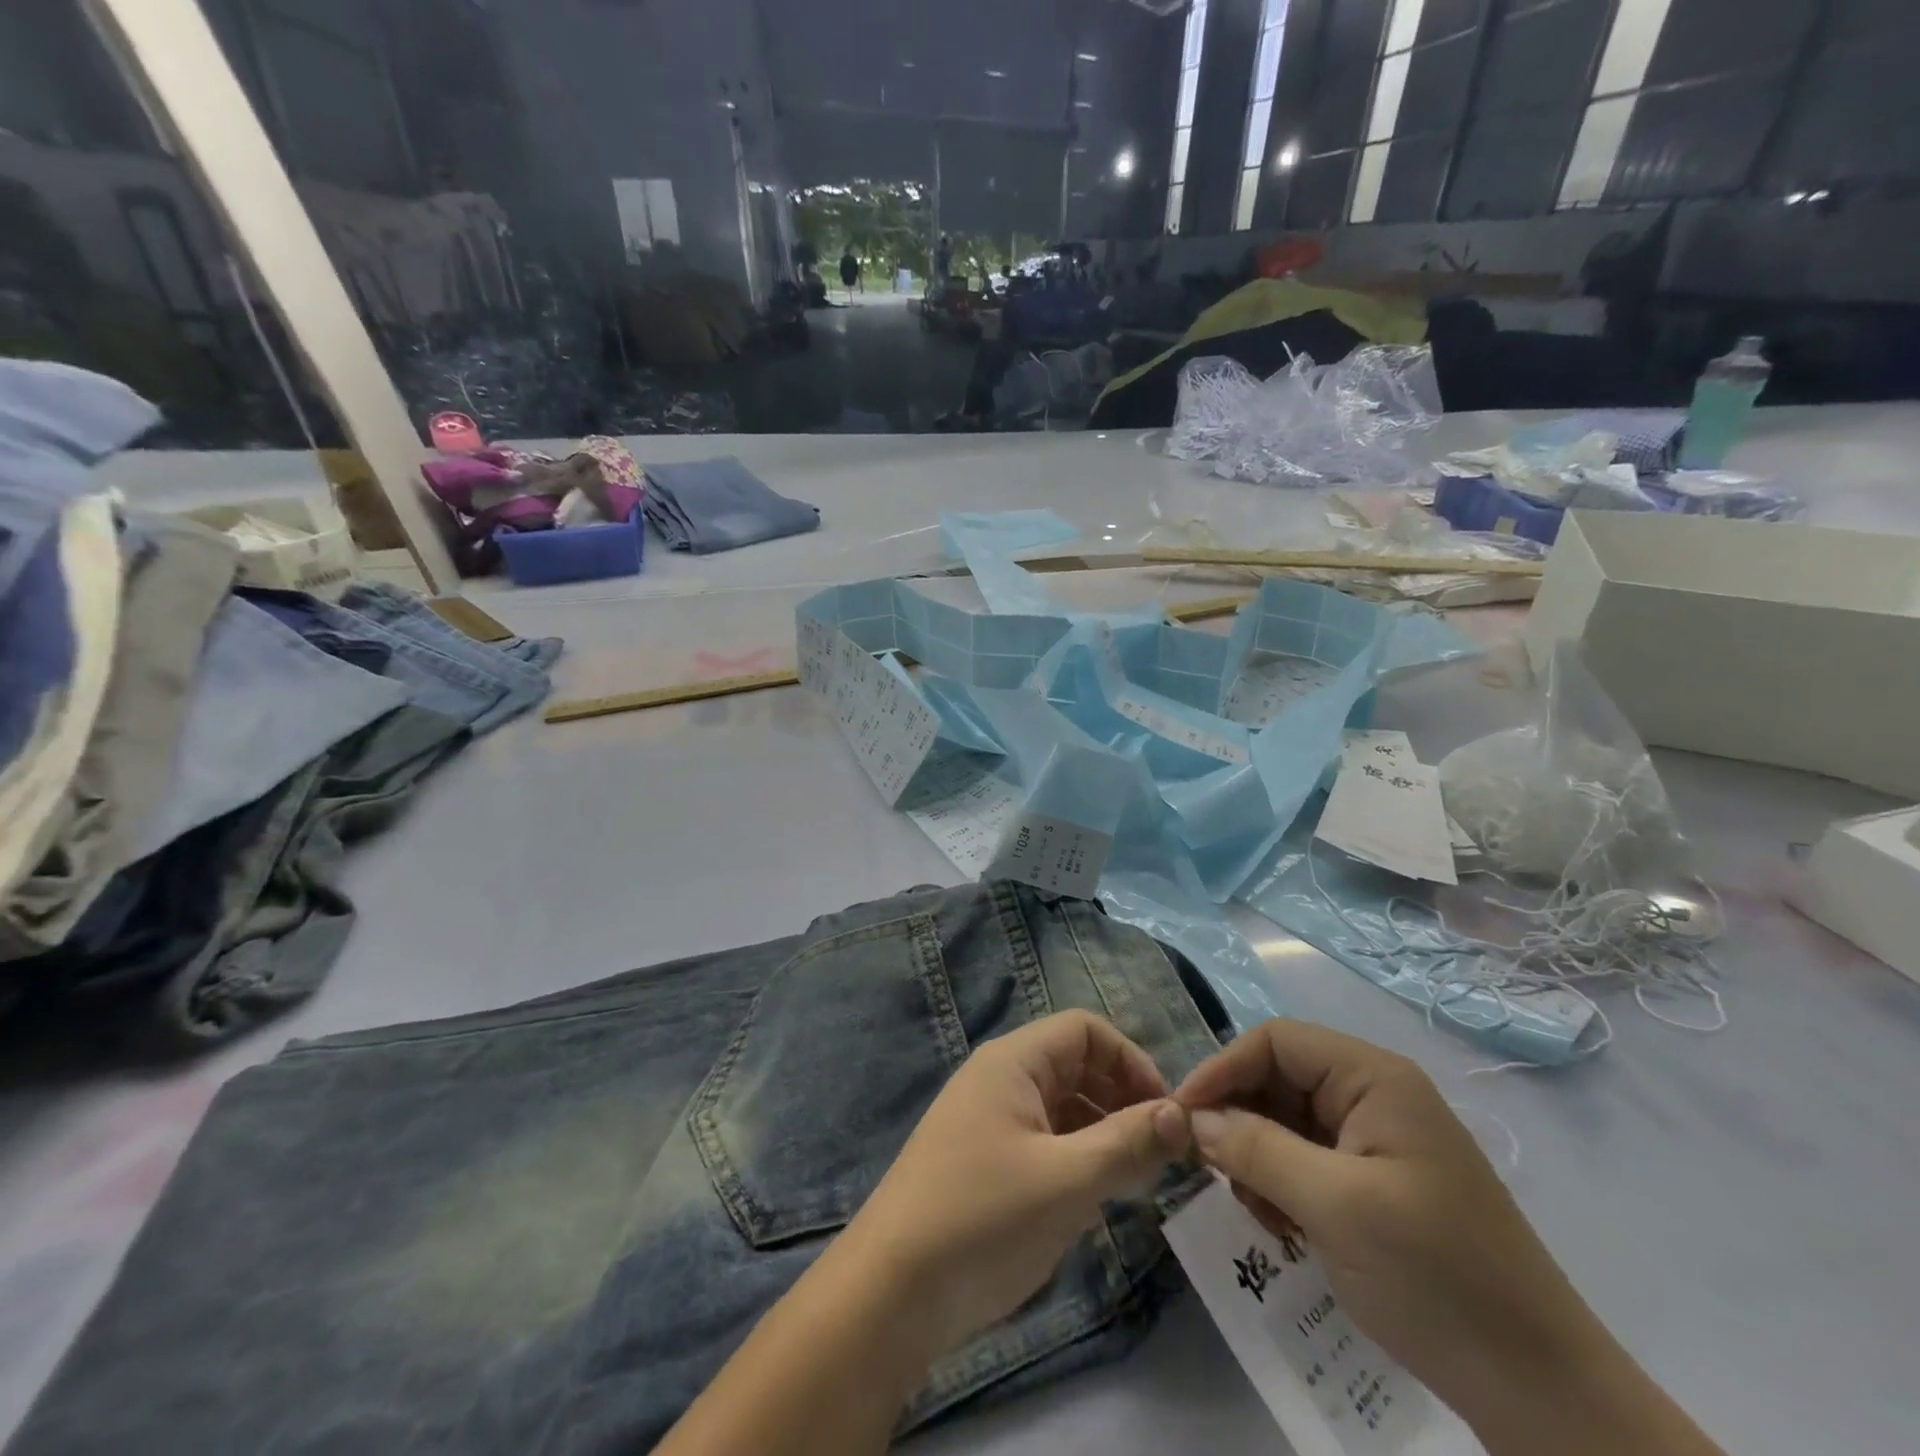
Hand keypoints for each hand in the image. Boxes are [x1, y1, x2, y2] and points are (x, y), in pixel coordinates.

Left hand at [838, 1010, 1190, 1358]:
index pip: (1084, 1030)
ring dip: (1104, 1130)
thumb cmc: (983, 1219)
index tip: (1167, 1112)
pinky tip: (1099, 1196)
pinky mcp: (985, 1162)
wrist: (891, 1292)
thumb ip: (1127, 1144)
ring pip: (1062, 1106)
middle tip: (1163, 1150)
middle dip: (1122, 1097)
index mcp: (1012, 1062)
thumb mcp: (1066, 1181)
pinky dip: (1078, 1156)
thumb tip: (1181, 1114)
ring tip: (1140, 1176)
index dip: (1131, 1060)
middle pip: (1075, 1065)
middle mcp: (1000, 1079)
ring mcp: (989, 1121)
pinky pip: (1044, 1140)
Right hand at [1173, 1021, 1610, 1429]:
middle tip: (1214, 1172)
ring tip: (1258, 1211)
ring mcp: (1376, 1140)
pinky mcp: (1375, 1182)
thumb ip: (1255, 1148)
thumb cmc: (1437, 1277)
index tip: (1182, 1116)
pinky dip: (1280, 1184)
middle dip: (1239, 1120)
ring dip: (1256, 1157)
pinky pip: (1305, 1160)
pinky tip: (1282, 1226)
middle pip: (1278, 1079)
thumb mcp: (1334, 1206)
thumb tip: (1189, 1118)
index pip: (1275, 1041)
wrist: (1541, 1392)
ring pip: (1285, 1121)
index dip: (1223, 1069)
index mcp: (1374, 1078)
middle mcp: (1374, 1095)